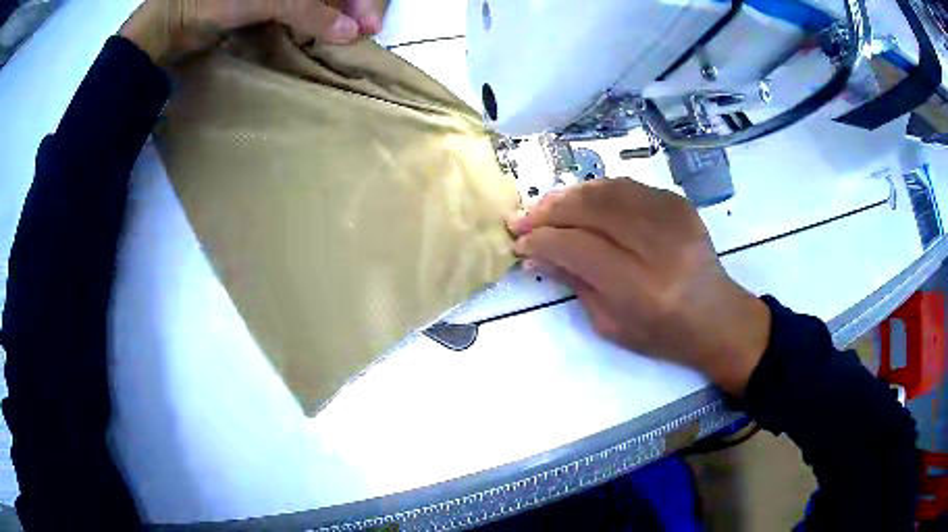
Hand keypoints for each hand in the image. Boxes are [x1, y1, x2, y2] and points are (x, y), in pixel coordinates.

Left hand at [120, 0, 382, 63]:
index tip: (368, 24)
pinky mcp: (271, 4)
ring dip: (342, 15)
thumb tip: (351, 32)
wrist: (172, 23)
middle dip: (358, 5)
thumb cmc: (214, 0)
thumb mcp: (264, 0)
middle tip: (365, 32)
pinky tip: (327, 34)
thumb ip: (308, 11)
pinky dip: (320, 21)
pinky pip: (306, 10)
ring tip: (351, 36)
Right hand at [508, 179, 770, 395]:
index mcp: (641, 288)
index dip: (542, 240)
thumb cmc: (663, 334)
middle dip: (548, 210)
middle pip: (591, 209)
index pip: (577, 247)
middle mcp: (659, 246)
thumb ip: (574, 282)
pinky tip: (581, 202)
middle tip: (522, 218)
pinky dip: (597, 191)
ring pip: (607, 190)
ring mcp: (674, 218)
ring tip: (546, 207)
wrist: (717, 318)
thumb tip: (535, 254)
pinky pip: (628, 186)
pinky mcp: (680, 204)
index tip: (519, 241)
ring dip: (569, 195)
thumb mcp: (611, 323)